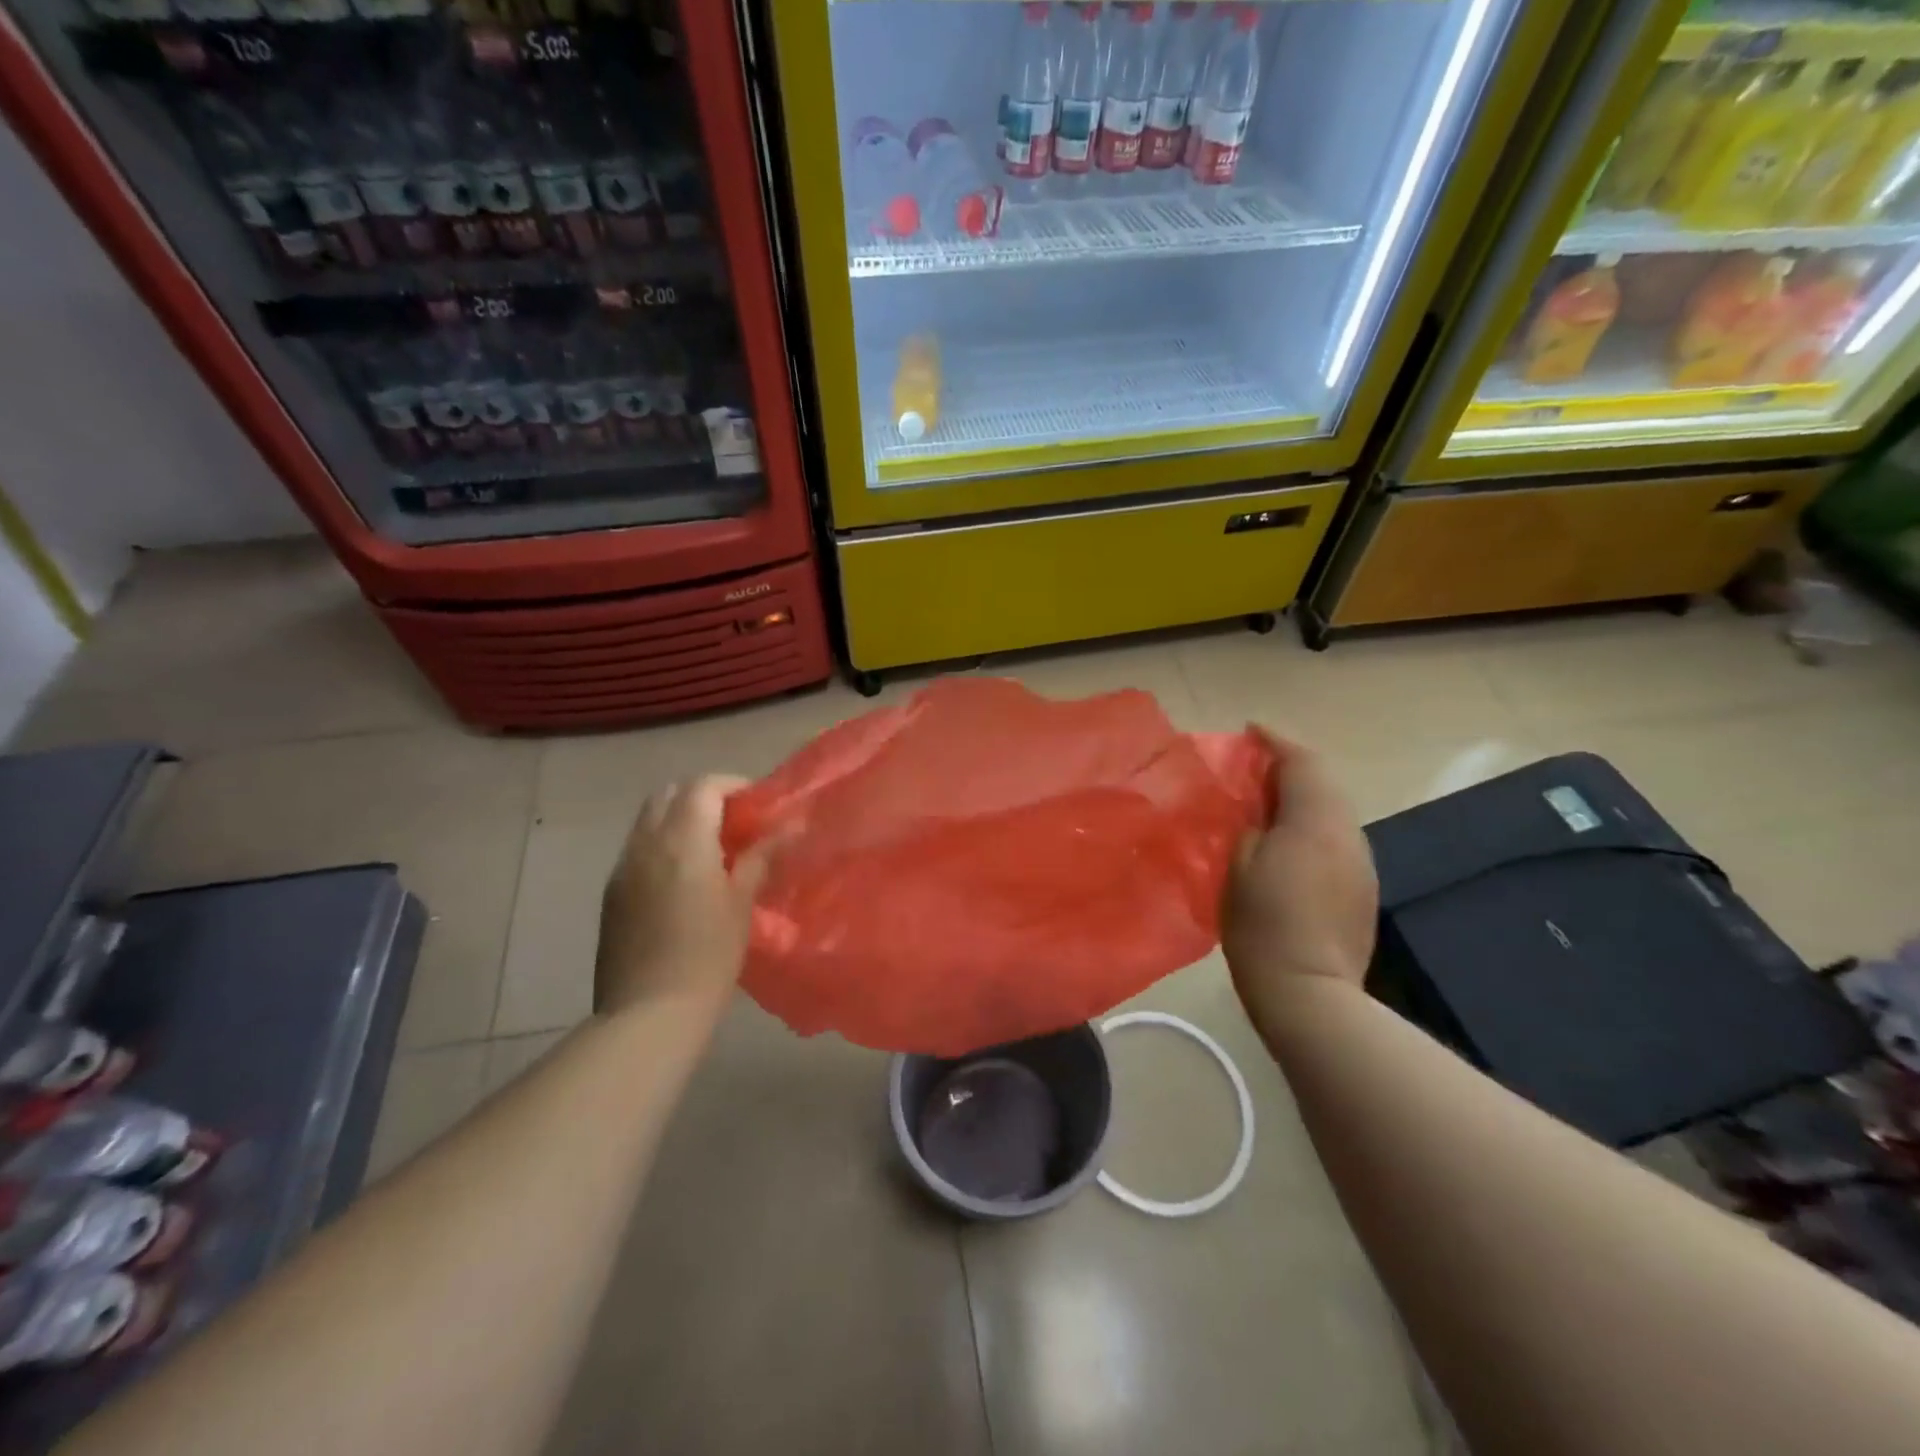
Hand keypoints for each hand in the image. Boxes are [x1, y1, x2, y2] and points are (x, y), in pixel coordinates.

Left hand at [596, 776, 770, 1016]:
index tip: (756, 803)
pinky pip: (638, 847)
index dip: (732, 785)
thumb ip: (759, 858)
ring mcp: (623, 866)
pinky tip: (684, 875)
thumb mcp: (741, 903)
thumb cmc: (708, 955)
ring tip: (710, 846)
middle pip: (669, 793)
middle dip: (702, 795)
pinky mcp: (613, 891)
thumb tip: (786, 830)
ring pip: (649, 819)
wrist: (649, 1011)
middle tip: (733, 820)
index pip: (703, 787)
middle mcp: (646, 843)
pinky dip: (662, 843)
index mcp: (682, 840)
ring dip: (679, 818)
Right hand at [1222, 731, 1377, 1029]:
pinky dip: (1311, 825)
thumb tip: (1258, 812)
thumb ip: (1249, 826)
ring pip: (1332, 811)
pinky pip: (1336, 838)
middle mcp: (1348, 833)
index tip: (1250, 730)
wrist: (1311, 994)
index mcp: (1316, 822)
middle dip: (1290, 767)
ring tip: (1265, 804)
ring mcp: (1361, 862)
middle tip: (1252, 769)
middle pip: (1324, 782)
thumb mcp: (1238, 866)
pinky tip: (1286, 844)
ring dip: (1302, 797)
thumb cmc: (1263, 926)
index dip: (1276, 741)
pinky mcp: (1362, 888)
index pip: (1303, 762)